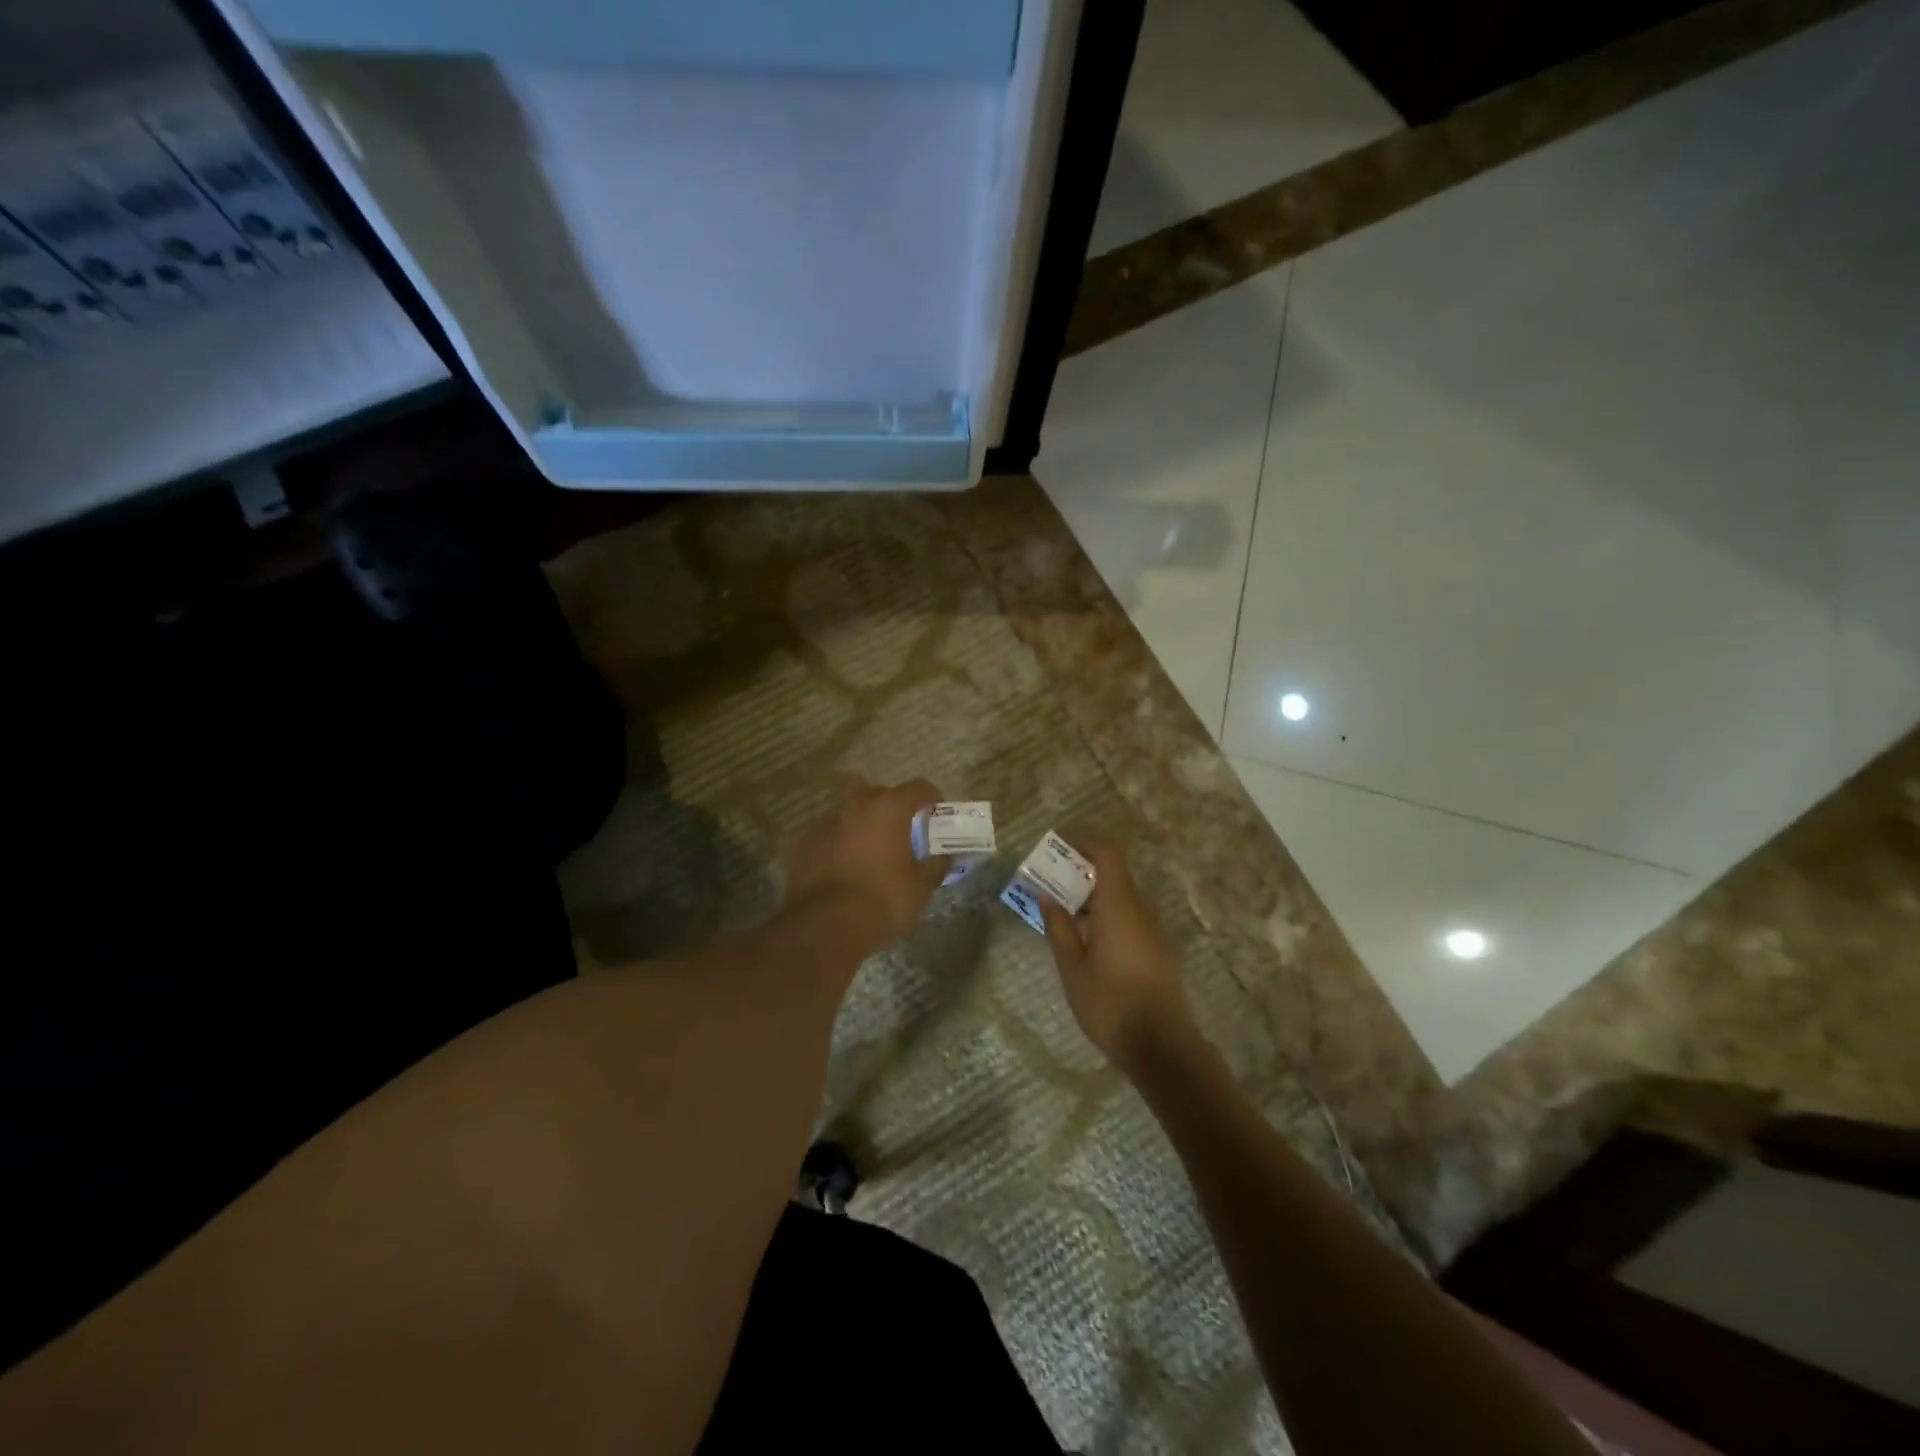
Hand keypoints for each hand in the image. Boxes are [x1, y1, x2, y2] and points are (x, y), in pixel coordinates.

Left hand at [783, 775, 948, 951]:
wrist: (825, 925)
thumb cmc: (883, 899)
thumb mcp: (920, 886)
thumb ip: (936, 866)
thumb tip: (945, 857)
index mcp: (889, 807)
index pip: (918, 787)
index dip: (931, 798)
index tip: (936, 813)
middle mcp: (857, 804)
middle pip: (881, 794)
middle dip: (894, 808)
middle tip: (904, 832)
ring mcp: (827, 821)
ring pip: (852, 813)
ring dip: (865, 825)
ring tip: (873, 850)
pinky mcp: (806, 842)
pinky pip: (832, 834)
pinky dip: (842, 842)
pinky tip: (848, 866)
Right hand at [1038, 841, 1195, 1070]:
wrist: (1161, 1045)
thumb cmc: (1110, 1003)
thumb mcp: (1072, 967)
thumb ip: (1059, 927)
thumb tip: (1047, 896)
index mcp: (1118, 906)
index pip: (1108, 854)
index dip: (1085, 844)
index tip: (1059, 851)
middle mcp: (1140, 910)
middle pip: (1114, 875)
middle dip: (1082, 874)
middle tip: (1051, 887)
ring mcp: (1153, 930)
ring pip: (1122, 898)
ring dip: (1094, 898)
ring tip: (1065, 918)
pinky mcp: (1159, 950)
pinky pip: (1131, 918)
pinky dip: (1108, 917)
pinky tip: (1089, 944)